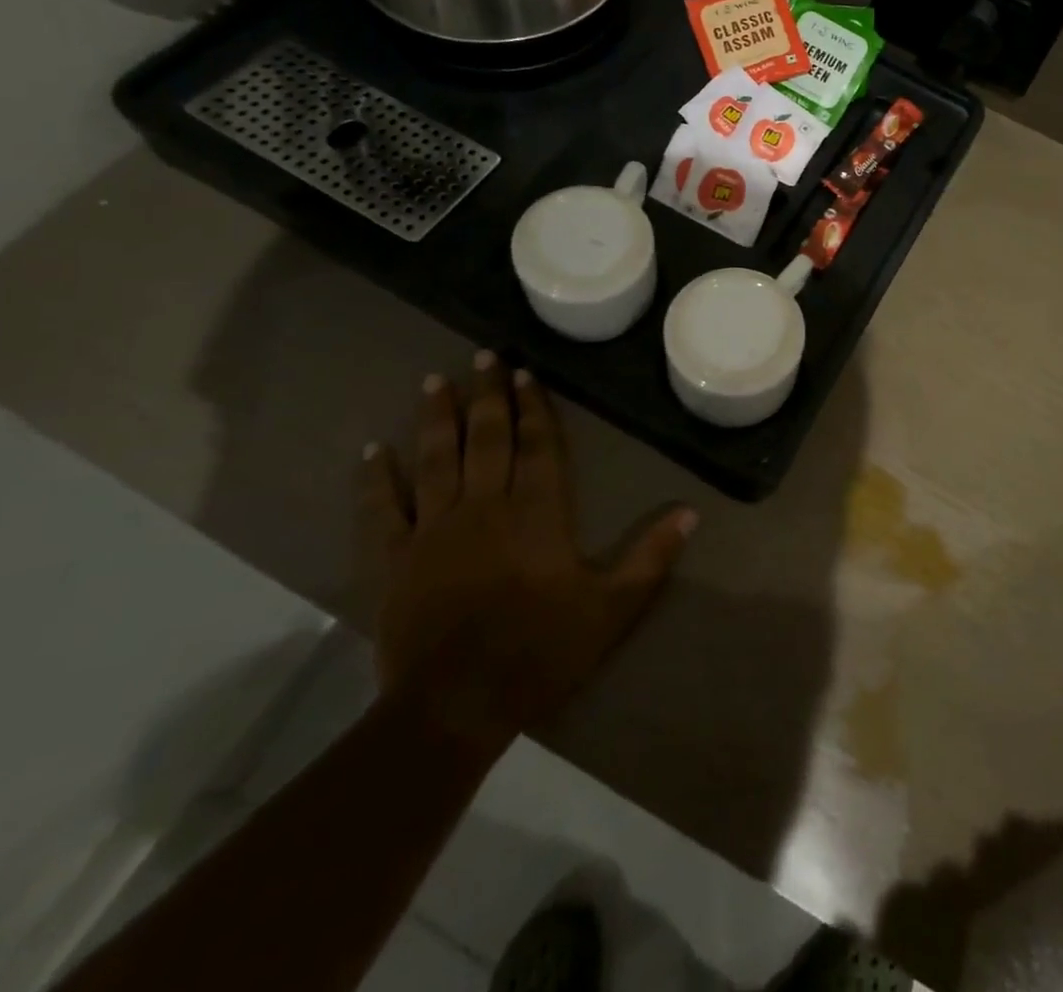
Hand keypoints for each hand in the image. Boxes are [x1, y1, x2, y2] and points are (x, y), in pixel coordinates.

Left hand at [361, 353, 695, 760]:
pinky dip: (376, 479)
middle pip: (486, 438)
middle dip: (486, 394)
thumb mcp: (612, 608)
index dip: (533, 407)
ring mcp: (434, 530)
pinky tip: (372, 451)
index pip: (536, 446)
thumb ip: (651, 558)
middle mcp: (485, 506)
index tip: (525, 373)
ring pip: (435, 460)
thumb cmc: (540, 652)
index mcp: (537, 512)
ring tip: (434, 382)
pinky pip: (383, 510)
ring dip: (436, 419)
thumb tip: (691, 513)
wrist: (456, 707)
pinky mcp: (395, 559)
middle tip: (482, 355)